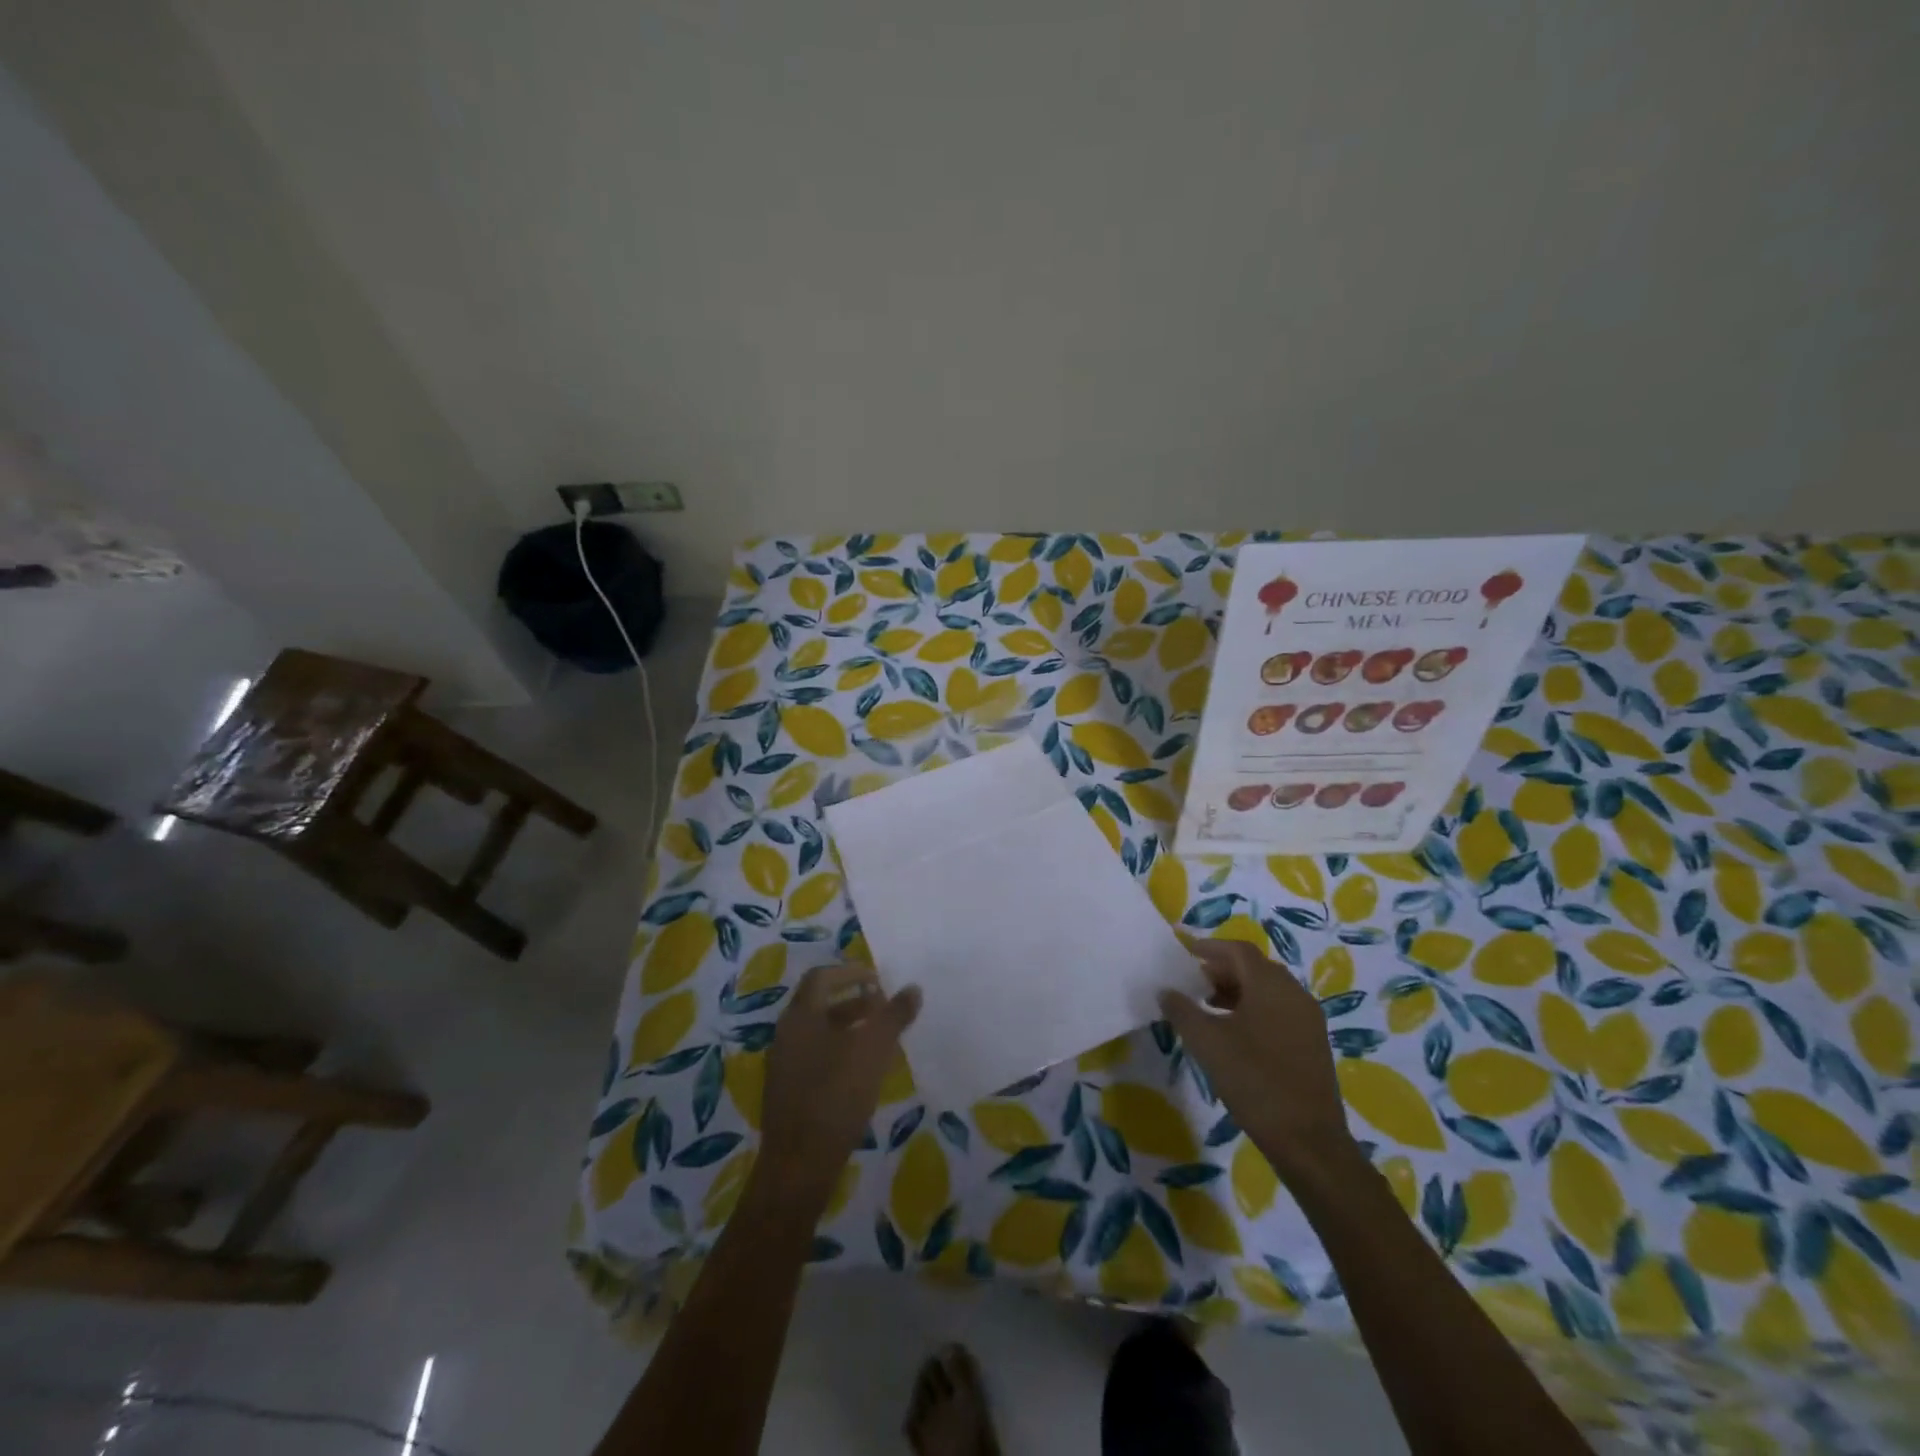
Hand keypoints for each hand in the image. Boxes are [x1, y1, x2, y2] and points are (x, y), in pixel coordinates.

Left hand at [757, 963, 920, 1210]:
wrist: (799, 1166)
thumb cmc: (837, 1096)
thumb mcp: (874, 1050)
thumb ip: (894, 1016)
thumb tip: (913, 988)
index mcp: (800, 1016)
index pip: (821, 977)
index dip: (850, 971)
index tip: (878, 980)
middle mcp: (786, 1034)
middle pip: (819, 1004)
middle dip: (854, 1001)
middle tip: (883, 1007)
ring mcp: (783, 1065)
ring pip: (818, 1033)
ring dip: (848, 1028)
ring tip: (880, 1040)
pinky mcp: (787, 1092)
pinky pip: (814, 1057)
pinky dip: (839, 1052)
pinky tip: (862, 1072)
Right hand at [1158, 935, 1354, 1179]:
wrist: (1308, 1141)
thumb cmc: (1255, 1081)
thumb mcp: (1207, 1043)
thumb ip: (1182, 1010)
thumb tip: (1165, 991)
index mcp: (1271, 985)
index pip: (1238, 950)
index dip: (1209, 947)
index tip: (1184, 952)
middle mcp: (1294, 993)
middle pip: (1254, 968)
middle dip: (1221, 969)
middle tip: (1192, 982)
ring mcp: (1308, 1019)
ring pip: (1268, 990)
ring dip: (1237, 990)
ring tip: (1208, 1006)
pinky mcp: (1313, 1043)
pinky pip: (1279, 1010)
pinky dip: (1253, 1009)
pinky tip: (1234, 1033)